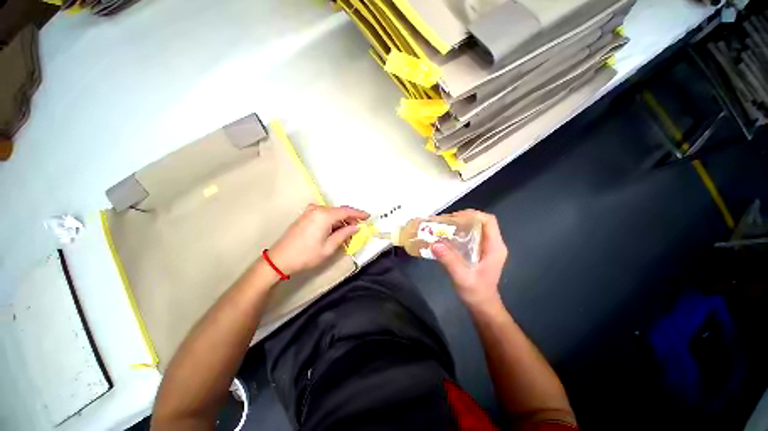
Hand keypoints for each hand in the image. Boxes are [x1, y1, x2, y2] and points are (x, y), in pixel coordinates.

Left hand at [268, 204, 368, 274]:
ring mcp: (310, 212)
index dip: (359, 214)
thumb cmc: (306, 255)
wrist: (280, 259)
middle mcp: (317, 209)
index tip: (368, 216)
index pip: (346, 211)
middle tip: (357, 229)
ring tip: (347, 233)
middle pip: (339, 211)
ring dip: (341, 221)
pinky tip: (335, 230)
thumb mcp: (329, 247)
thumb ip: (344, 234)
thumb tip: (356, 227)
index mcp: (324, 215)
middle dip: (350, 219)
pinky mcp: (305, 216)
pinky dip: (332, 222)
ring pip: (332, 214)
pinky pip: (324, 215)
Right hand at [431, 210, 507, 310]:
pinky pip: (470, 236)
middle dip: (463, 218)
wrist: (482, 306)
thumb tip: (434, 243)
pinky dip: (459, 233)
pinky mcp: (480, 252)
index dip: (472, 214)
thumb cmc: (476, 293)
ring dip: (460, 225)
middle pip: (480, 222)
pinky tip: (447, 237)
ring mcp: (487, 248)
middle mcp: (493, 244)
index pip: (488, 221)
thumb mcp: (462, 277)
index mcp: (495, 247)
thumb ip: (449, 260)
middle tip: (445, 221)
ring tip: (443, 226)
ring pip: (475, 228)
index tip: (454, 217)